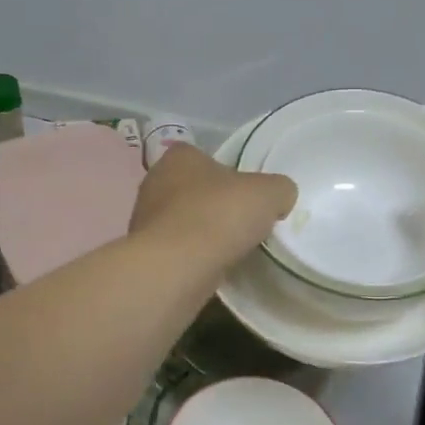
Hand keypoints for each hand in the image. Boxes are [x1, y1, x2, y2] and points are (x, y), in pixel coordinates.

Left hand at [130, 144, 296, 268]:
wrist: (178, 267)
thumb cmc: (220, 215)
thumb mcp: (269, 193)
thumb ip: (278, 189)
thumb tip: (280, 198)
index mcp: (179, 157)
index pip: (203, 156)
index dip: (227, 173)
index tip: (246, 194)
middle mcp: (155, 182)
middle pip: (192, 190)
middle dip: (214, 205)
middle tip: (241, 222)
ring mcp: (144, 220)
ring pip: (181, 221)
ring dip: (201, 233)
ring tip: (229, 250)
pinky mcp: (145, 253)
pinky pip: (175, 250)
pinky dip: (191, 257)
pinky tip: (210, 268)